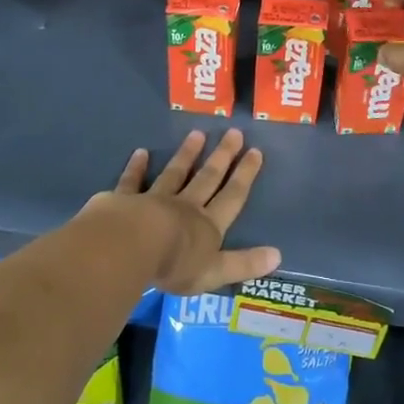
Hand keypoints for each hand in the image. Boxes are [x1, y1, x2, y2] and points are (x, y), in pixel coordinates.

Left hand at [82, 129, 279, 294]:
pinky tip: (141, 152)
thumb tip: (278, 255)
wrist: (130, 247)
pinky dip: (136, 168)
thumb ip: (244, 264)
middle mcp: (185, 207)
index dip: (245, 175)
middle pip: (207, 178)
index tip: (255, 151)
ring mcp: (154, 200)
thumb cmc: (175, 264)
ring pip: (175, 174)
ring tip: (198, 133)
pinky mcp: (125, 200)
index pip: (232, 197)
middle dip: (222, 156)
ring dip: (187, 155)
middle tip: (234, 132)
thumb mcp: (215, 271)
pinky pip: (132, 181)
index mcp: (207, 225)